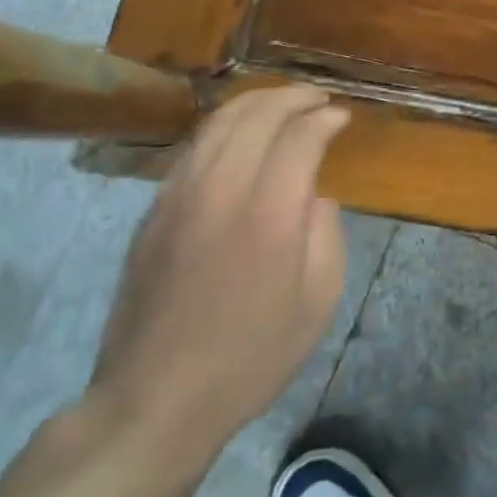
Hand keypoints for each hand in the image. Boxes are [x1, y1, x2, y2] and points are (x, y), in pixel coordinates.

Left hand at [86, 85, 349, 470]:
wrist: (155, 399)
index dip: (325, 119)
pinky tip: (239, 134)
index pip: (300, 136)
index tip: (342, 117)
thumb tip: (314, 194)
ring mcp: (179, 195)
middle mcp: (221, 189)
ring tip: (282, 103)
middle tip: (317, 99)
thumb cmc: (250, 356)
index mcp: (268, 213)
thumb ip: (325, 233)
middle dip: (293, 97)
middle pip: (257, 114)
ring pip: (219, 122)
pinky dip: (223, 126)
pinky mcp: (154, 209)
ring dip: (256, 103)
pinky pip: (193, 147)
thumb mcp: (318, 301)